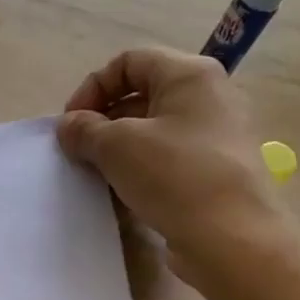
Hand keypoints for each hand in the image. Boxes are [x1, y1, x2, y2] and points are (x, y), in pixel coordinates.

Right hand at [57, 47, 294, 290]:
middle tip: (79, 151)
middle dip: (102, 120)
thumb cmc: (174, 176)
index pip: (129, 61)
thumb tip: (69, 126)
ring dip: (117, 149)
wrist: (230, 238)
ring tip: (96, 175)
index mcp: (190, 75)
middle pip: (141, 95)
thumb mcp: (117, 146)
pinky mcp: (212, 172)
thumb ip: (85, 129)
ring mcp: (214, 136)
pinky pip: (166, 159)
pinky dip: (139, 171)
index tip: (71, 124)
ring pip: (152, 131)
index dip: (93, 87)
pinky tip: (122, 195)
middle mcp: (208, 97)